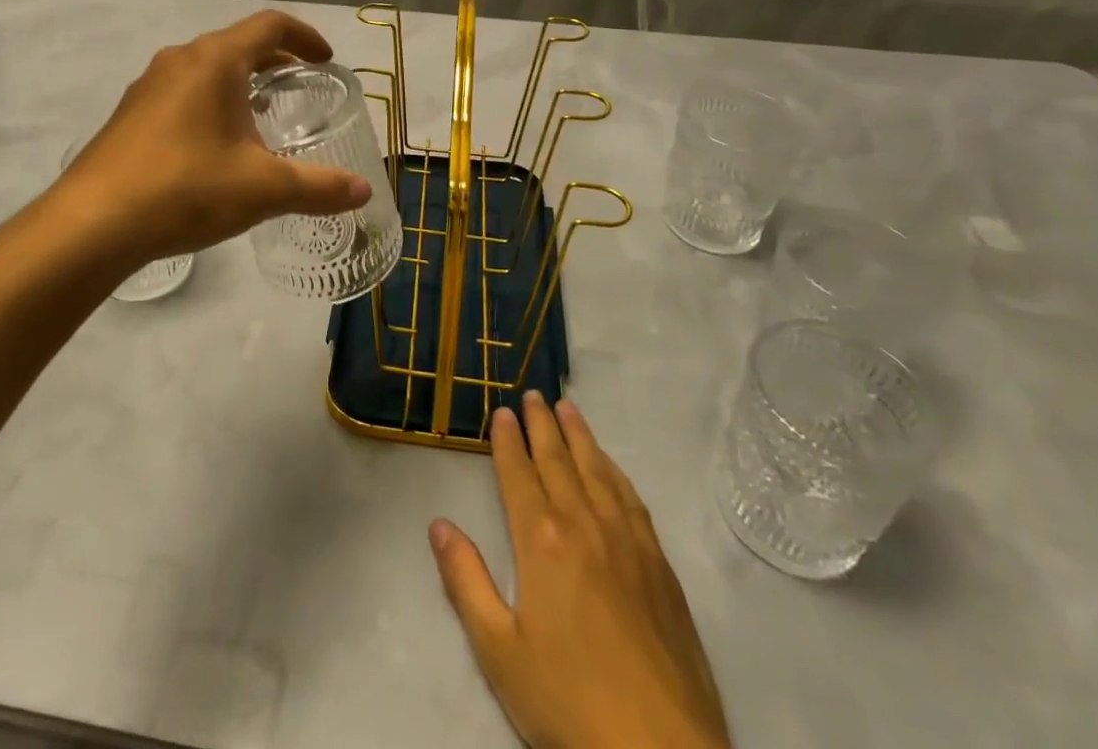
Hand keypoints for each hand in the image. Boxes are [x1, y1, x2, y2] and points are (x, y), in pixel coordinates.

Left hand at [48, 10, 372, 269]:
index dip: (305, 37)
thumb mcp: (263, 188)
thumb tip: (363, 191)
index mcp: (215, 61)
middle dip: (275, 61)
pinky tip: (216, 145)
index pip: (270, 26)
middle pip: (237, 44)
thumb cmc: (186, 189)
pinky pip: (183, 92)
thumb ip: (319, 186)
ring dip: (240, 82)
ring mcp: (148, 87)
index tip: (327, 60)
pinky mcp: (130, 115)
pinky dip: (211, 102)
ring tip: (262, 116)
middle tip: (301, 87)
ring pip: (207, 69)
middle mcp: (180, 61)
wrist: (91, 224)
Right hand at [430, 395, 728, 748]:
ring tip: (568, 408)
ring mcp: (627, 541)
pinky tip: (610, 465)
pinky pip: (631, 498)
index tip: (502, 411)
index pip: (520, 473)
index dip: (508, 440)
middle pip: (559, 460)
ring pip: (597, 470)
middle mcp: (584, 524)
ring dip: (579, 436)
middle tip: (533, 394)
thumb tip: (438, 524)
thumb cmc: (569, 703)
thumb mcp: (499, 651)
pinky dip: (614, 471)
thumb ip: (466, 581)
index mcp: (541, 540)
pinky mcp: (659, 564)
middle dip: (542, 424)